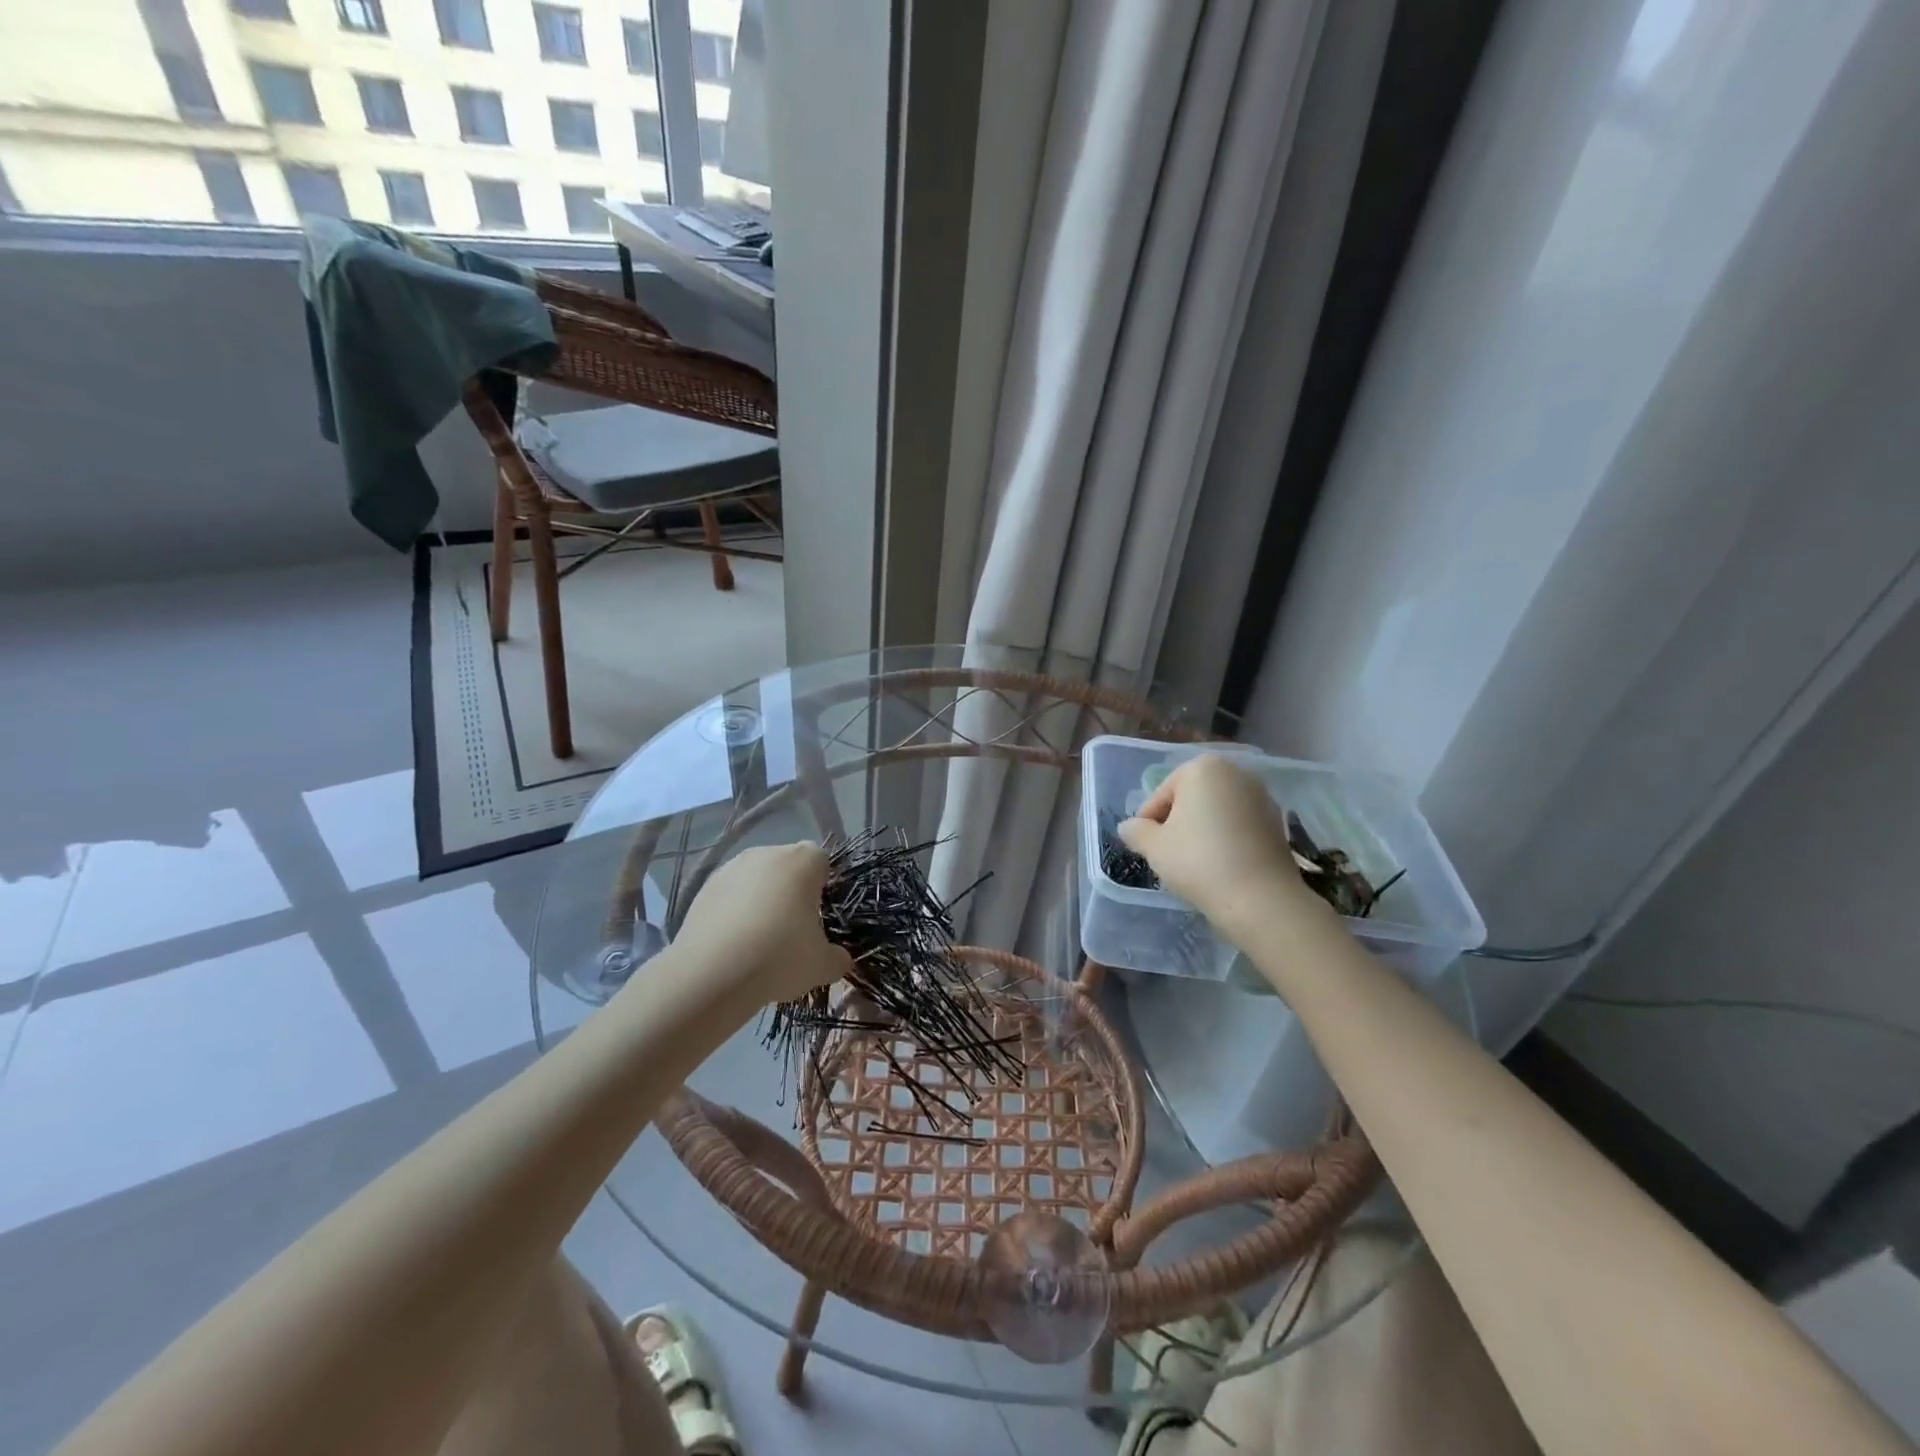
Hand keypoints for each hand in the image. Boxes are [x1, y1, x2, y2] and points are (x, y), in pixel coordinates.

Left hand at [672, 842, 851, 1004]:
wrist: (712, 973)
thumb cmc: (779, 957)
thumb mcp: (822, 966)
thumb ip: (837, 958)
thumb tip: (840, 959)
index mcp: (803, 861)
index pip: (820, 861)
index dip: (822, 886)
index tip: (818, 914)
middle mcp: (767, 854)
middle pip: (786, 866)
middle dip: (790, 890)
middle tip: (791, 928)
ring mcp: (731, 868)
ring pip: (755, 879)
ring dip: (760, 899)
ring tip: (757, 939)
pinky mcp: (703, 888)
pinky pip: (729, 894)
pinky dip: (733, 910)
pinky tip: (733, 942)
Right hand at [1118, 754, 1323, 940]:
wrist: (1260, 898)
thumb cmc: (1198, 861)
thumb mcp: (1154, 847)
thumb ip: (1136, 832)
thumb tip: (1128, 827)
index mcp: (1202, 768)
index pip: (1162, 794)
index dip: (1149, 822)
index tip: (1147, 847)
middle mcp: (1235, 772)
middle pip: (1191, 799)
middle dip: (1178, 822)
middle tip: (1167, 854)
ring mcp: (1262, 796)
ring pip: (1217, 812)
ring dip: (1202, 830)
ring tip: (1193, 862)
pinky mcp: (1278, 822)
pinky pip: (1239, 826)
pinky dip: (1226, 839)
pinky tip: (1220, 866)